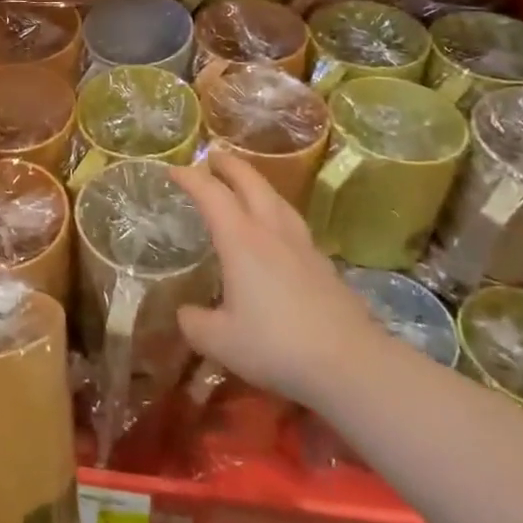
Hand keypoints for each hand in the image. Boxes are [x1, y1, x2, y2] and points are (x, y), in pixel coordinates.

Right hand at [171, 150, 380, 403]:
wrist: (350, 363)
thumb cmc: (275, 345)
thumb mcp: (218, 341)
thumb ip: (194, 323)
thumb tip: (186, 313)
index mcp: (241, 240)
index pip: (211, 194)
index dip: (190, 177)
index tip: (173, 170)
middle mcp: (271, 232)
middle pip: (251, 182)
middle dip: (229, 165)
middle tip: (212, 158)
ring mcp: (302, 245)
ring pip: (277, 198)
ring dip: (257, 184)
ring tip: (245, 185)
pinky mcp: (323, 264)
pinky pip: (293, 223)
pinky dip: (276, 212)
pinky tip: (276, 232)